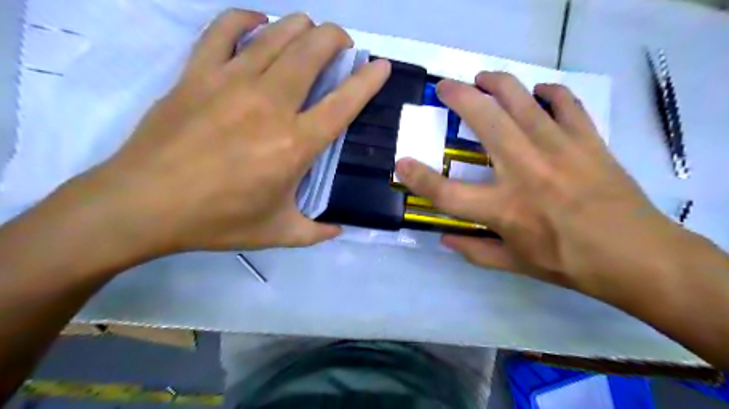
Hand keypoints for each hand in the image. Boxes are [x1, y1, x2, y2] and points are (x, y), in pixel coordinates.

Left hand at [74, 9, 389, 255]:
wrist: (144, 205)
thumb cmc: (217, 220)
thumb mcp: (277, 233)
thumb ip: (315, 232)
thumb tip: (339, 230)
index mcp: (295, 144)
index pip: (343, 102)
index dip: (368, 80)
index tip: (380, 65)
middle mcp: (270, 104)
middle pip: (312, 52)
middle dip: (335, 38)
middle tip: (342, 44)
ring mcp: (230, 83)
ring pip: (276, 35)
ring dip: (301, 26)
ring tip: (309, 31)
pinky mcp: (197, 74)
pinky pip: (223, 30)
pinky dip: (245, 19)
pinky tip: (257, 23)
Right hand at [397, 72, 686, 297]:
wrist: (637, 255)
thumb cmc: (569, 263)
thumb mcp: (515, 264)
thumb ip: (475, 251)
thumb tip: (444, 239)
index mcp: (504, 208)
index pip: (447, 193)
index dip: (419, 178)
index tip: (402, 163)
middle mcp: (526, 170)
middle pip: (484, 120)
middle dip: (458, 97)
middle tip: (445, 87)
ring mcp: (558, 149)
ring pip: (521, 100)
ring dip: (496, 83)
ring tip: (482, 79)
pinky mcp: (587, 140)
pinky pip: (565, 103)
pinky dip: (549, 92)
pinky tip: (538, 93)